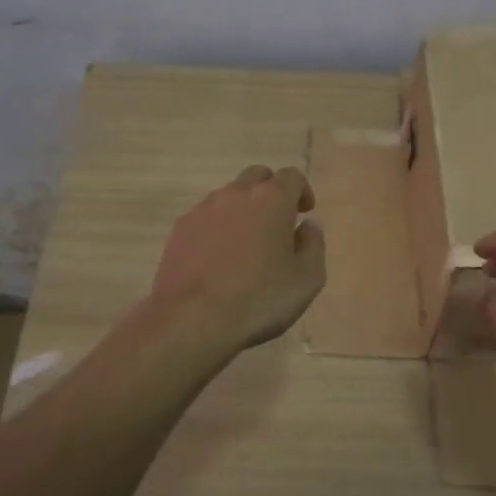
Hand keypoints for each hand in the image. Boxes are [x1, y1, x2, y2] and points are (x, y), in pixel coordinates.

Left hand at [150, 165, 325, 351]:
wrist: (192, 319)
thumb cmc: (259, 299)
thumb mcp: (307, 280)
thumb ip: (313, 245)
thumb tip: (307, 226)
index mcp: (272, 199)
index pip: (291, 176)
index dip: (302, 191)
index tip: (304, 212)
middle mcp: (236, 194)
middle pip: (257, 177)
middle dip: (270, 192)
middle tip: (277, 222)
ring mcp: (204, 209)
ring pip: (229, 195)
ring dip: (242, 209)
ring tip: (246, 243)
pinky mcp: (181, 228)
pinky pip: (206, 217)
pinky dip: (217, 227)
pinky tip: (218, 256)